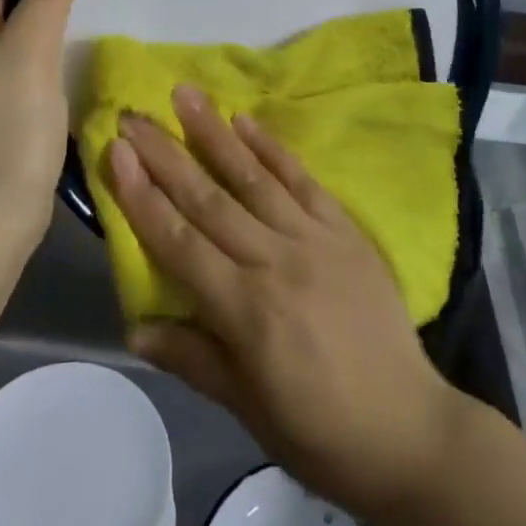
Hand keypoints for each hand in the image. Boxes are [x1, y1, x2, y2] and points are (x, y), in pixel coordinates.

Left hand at [0, 0, 75, 251]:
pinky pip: (15, 83)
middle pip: (7, 12)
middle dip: (48, 12)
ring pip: (14, 50)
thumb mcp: (30, 53)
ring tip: (85, 52)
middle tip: (91, 21)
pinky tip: (66, 90)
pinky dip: (41, 80)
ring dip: (48, 49)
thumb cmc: (5, 131)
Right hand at [105, 86, 458, 518]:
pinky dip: (272, 148)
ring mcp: (314, 239)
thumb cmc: (319, 431)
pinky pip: (302, 180)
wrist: (409, 429)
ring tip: (185, 94)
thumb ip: (193, 358)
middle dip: (165, 154)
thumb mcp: (248, 409)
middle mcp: (275, 262)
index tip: (116, 151)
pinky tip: (246, 120)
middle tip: (134, 114)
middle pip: (208, 199)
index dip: (142, 196)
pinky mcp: (345, 230)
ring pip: (252, 177)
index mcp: (245, 311)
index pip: (179, 242)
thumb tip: (134, 326)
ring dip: (215, 133)